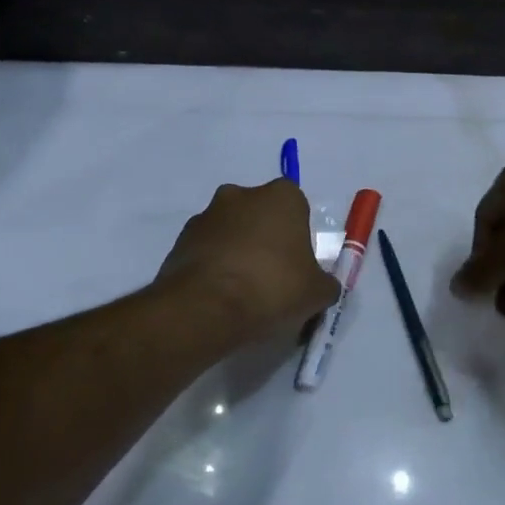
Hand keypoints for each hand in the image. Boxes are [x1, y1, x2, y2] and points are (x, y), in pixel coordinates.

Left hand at [158, 180, 339, 344]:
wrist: (206, 308)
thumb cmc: (273, 287)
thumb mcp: (317, 292)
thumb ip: (324, 283)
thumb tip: (321, 286)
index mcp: (281, 196)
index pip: (297, 207)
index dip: (299, 236)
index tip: (298, 264)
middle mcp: (241, 195)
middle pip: (260, 215)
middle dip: (266, 239)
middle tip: (273, 277)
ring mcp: (205, 216)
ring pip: (231, 232)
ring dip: (237, 252)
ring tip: (243, 293)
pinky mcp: (179, 241)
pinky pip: (206, 251)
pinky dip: (214, 267)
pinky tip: (221, 297)